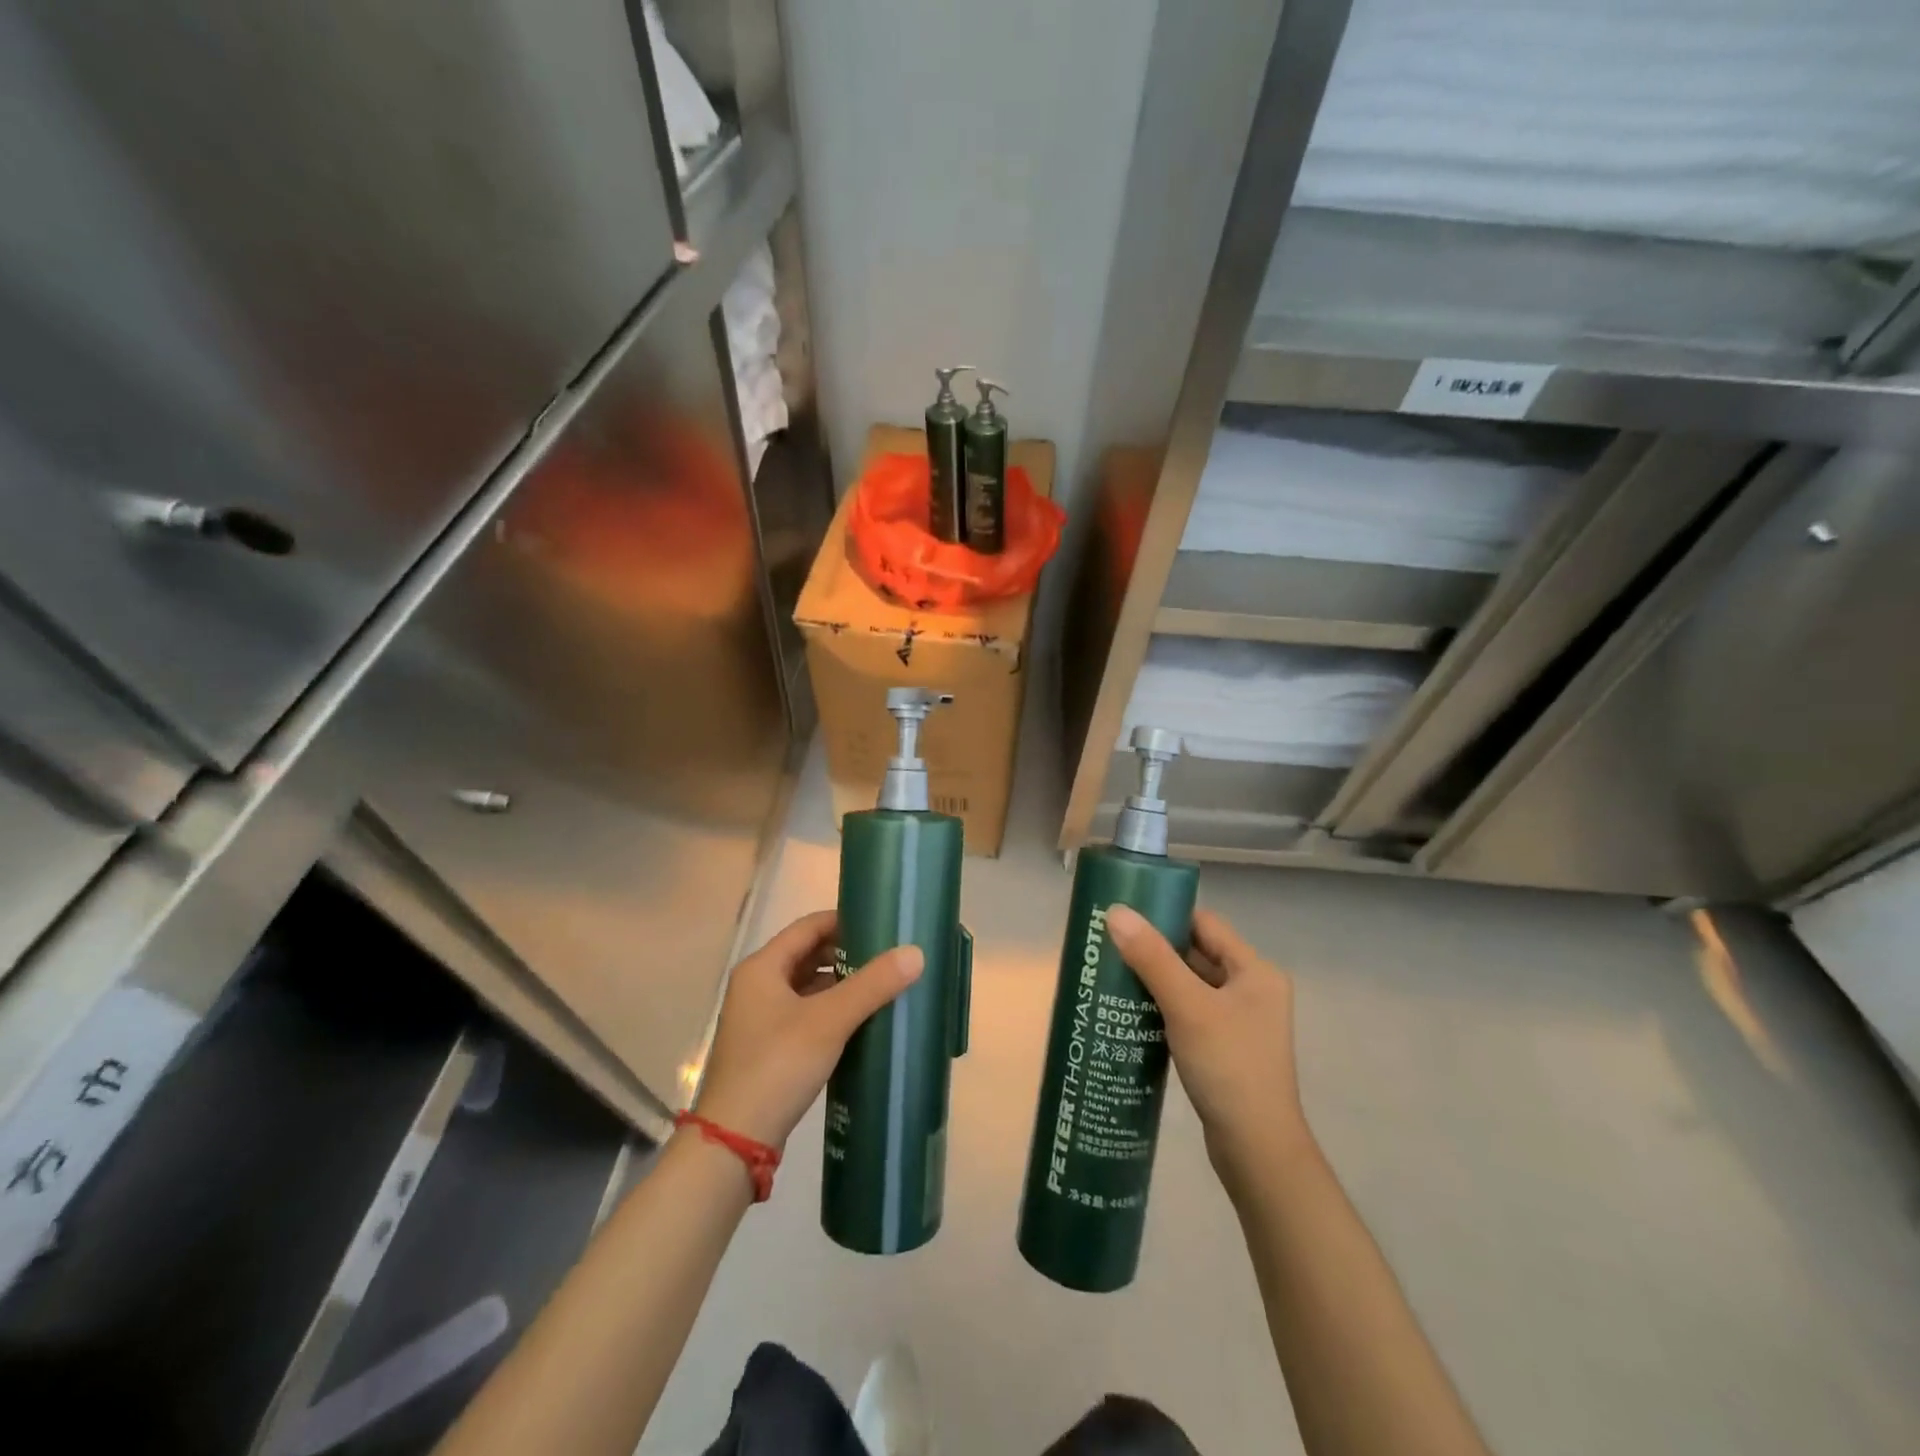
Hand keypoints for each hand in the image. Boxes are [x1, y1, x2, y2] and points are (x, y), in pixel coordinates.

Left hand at [691, 910, 922, 1149]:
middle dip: (849, 955)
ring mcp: (761, 1018)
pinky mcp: (769, 1048)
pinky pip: (807, 1015)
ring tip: (884, 988)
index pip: (809, 926)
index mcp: (762, 967)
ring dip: (842, 985)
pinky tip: (862, 1022)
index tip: (884, 926)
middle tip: (889, 959)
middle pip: (809, 955)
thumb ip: (872, 985)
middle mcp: (757, 985)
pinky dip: (833, 1012)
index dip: (846, 921)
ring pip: (809, 987)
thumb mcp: (829, 1020)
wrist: (734, 1141)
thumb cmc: (778, 1065)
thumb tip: (915, 953)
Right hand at [1106, 904, 1309, 1190]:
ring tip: (1112, 974)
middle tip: (1110, 945)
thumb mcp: (1187, 1006)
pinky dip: (1164, 1007)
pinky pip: (1190, 1012)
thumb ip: (1152, 958)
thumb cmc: (1228, 1067)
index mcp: (1255, 971)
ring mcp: (1240, 1021)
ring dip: (1156, 979)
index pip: (1205, 924)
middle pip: (1197, 953)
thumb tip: (1115, 912)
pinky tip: (1131, 1011)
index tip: (1125, 916)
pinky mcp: (1225, 1047)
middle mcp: (1252, 990)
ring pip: (1191, 985)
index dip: (1166, 916)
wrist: (1256, 1150)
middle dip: (1155, 949)